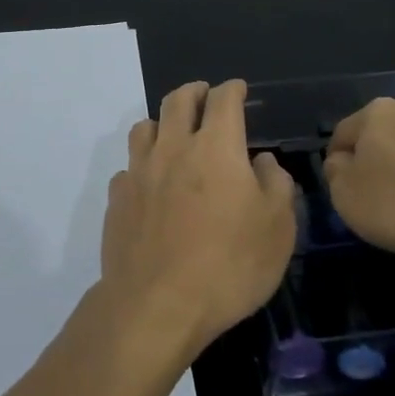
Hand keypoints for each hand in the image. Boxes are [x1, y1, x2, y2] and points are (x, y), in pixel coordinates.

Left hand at [101, 79, 297, 363]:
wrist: (157, 305)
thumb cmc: (228, 266)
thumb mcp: (277, 229)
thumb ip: (276, 185)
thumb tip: (262, 162)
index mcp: (216, 147)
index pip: (223, 100)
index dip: (233, 89)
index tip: (238, 90)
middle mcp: (173, 148)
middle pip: (178, 100)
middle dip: (194, 91)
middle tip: (204, 95)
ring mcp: (139, 171)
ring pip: (145, 126)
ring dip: (162, 122)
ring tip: (173, 133)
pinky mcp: (117, 198)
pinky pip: (129, 167)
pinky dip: (142, 166)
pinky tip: (150, 184)